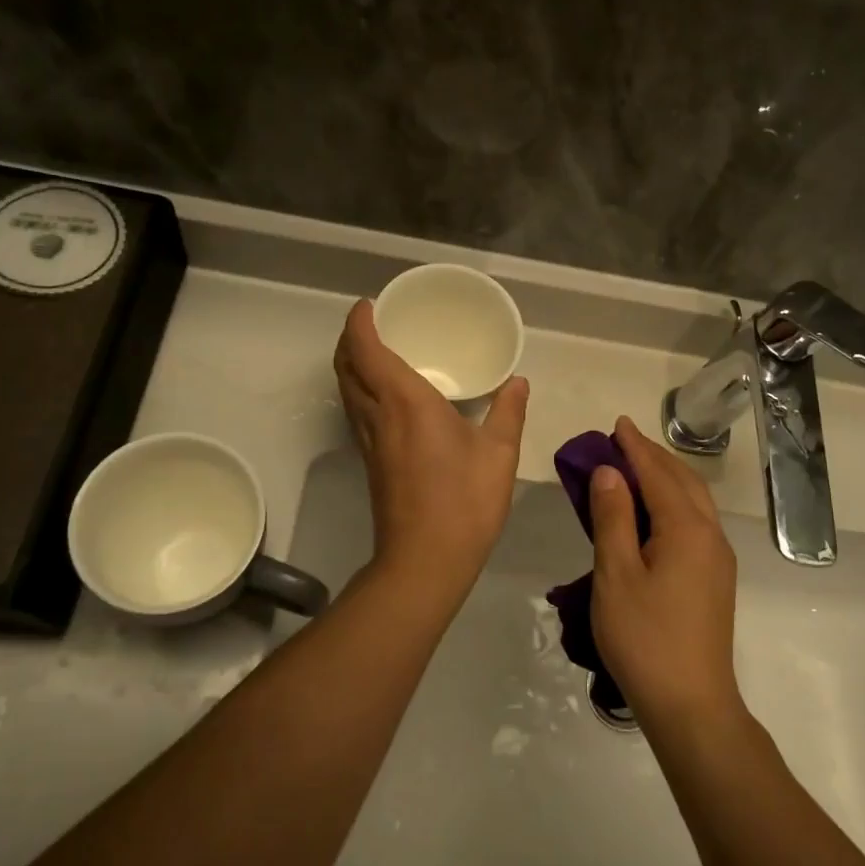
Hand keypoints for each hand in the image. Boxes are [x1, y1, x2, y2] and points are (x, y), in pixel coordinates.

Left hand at [333, 299, 529, 592]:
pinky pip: (356, 411)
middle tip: (371, 323)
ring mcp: (369, 440)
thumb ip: (508, 412)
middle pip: (346, 366)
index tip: (369, 305)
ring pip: (346, 390)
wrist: (424, 560)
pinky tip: (385, 397)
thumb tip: (518, 382)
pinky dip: (360, 389)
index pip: (367, 349)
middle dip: (349, 339)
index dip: (360, 322)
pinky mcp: (371, 462)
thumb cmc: (464, 501)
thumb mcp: (499, 454)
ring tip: (374, 351)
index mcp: (405, 400)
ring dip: (351, 364)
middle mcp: (377, 414)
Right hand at [588, 417, 740, 725]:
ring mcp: (717, 559)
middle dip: (654, 457)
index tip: (618, 423)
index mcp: (687, 529)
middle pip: (683, 481)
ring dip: (666, 478)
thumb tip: (610, 472)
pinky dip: (673, 502)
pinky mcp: (715, 580)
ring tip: (636, 468)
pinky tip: (654, 512)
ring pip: (694, 502)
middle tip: (623, 441)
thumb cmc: (645, 638)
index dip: (635, 447)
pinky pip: (695, 522)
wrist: (691, 705)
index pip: (658, 474)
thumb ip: (613, 518)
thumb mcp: (616, 574)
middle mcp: (710, 536)